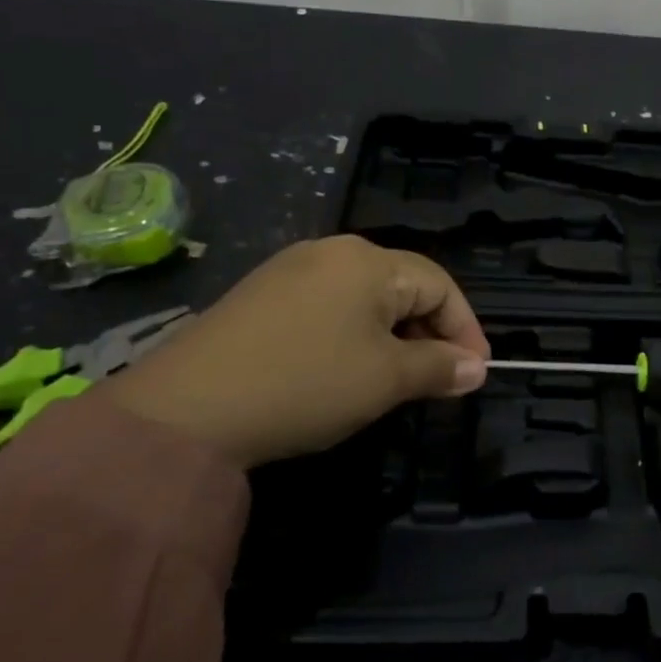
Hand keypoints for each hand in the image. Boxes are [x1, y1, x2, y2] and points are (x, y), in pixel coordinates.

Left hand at [102, 235, 489, 468]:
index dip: (465, 329)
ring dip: (393, 336)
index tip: (475, 373)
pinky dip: (353, 335)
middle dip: (429, 334)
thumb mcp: (384, 380)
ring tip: (396, 381)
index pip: (439, 284)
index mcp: (368, 261)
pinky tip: (344, 370)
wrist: (184, 410)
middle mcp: (332, 251)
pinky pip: (329, 306)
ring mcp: (290, 269)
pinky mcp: (261, 295)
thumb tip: (476, 369)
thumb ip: (438, 369)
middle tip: (438, 381)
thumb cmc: (305, 384)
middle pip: (403, 286)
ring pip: (365, 298)